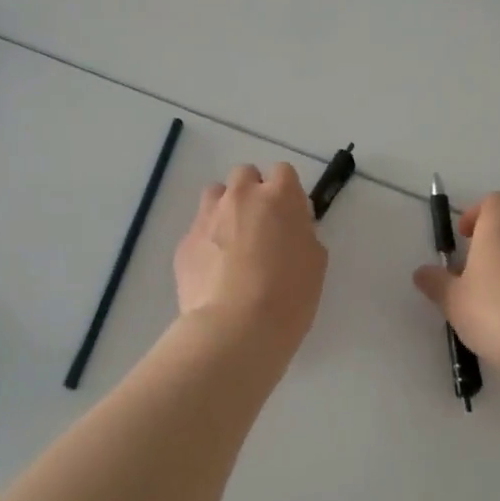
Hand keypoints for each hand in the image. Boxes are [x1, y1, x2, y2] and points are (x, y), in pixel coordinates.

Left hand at [175, 163, 327, 356]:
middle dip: (252, 193)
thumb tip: (288, 229)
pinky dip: (207, 242)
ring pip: (215, 195)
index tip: (288, 216)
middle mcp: (240, 197)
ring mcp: (208, 216)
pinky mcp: (185, 242)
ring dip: (225, 209)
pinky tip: (213, 272)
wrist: (235, 329)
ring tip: (232, 243)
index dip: (286, 192)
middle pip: (245, 175)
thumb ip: (302, 234)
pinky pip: (198, 230)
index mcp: (278, 197)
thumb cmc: (288, 297)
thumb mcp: (314, 263)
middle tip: (260, 227)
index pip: (283, 172)